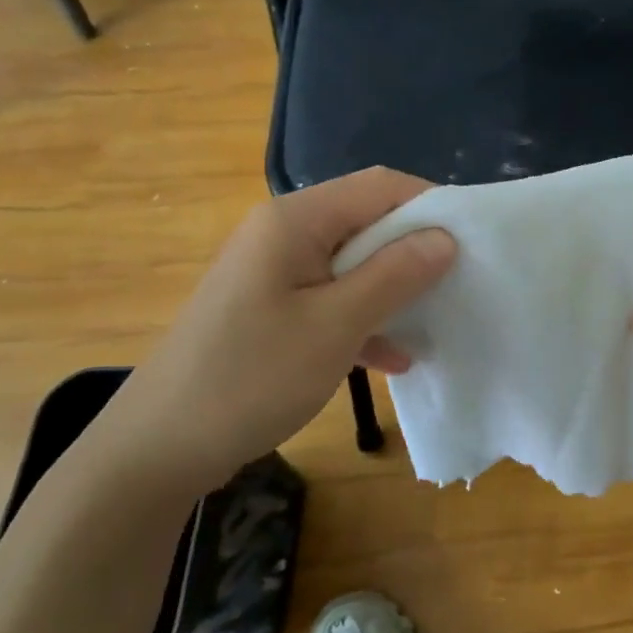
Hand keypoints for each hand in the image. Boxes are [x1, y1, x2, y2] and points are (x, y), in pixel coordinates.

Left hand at [88, 168, 454, 502]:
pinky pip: (332, 299)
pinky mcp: (272, 309)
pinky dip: (364, 320)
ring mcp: (275, 273)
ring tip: (435, 320)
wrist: (160, 446)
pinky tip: (393, 358)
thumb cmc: (252, 377)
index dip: (431, 205)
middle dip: (416, 251)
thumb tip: (446, 238)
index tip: (472, 243)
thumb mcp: (336, 326)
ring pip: (354, 264)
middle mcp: (283, 234)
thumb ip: (395, 276)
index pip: (380, 186)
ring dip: (394, 289)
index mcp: (295, 220)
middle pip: (367, 222)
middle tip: (460, 285)